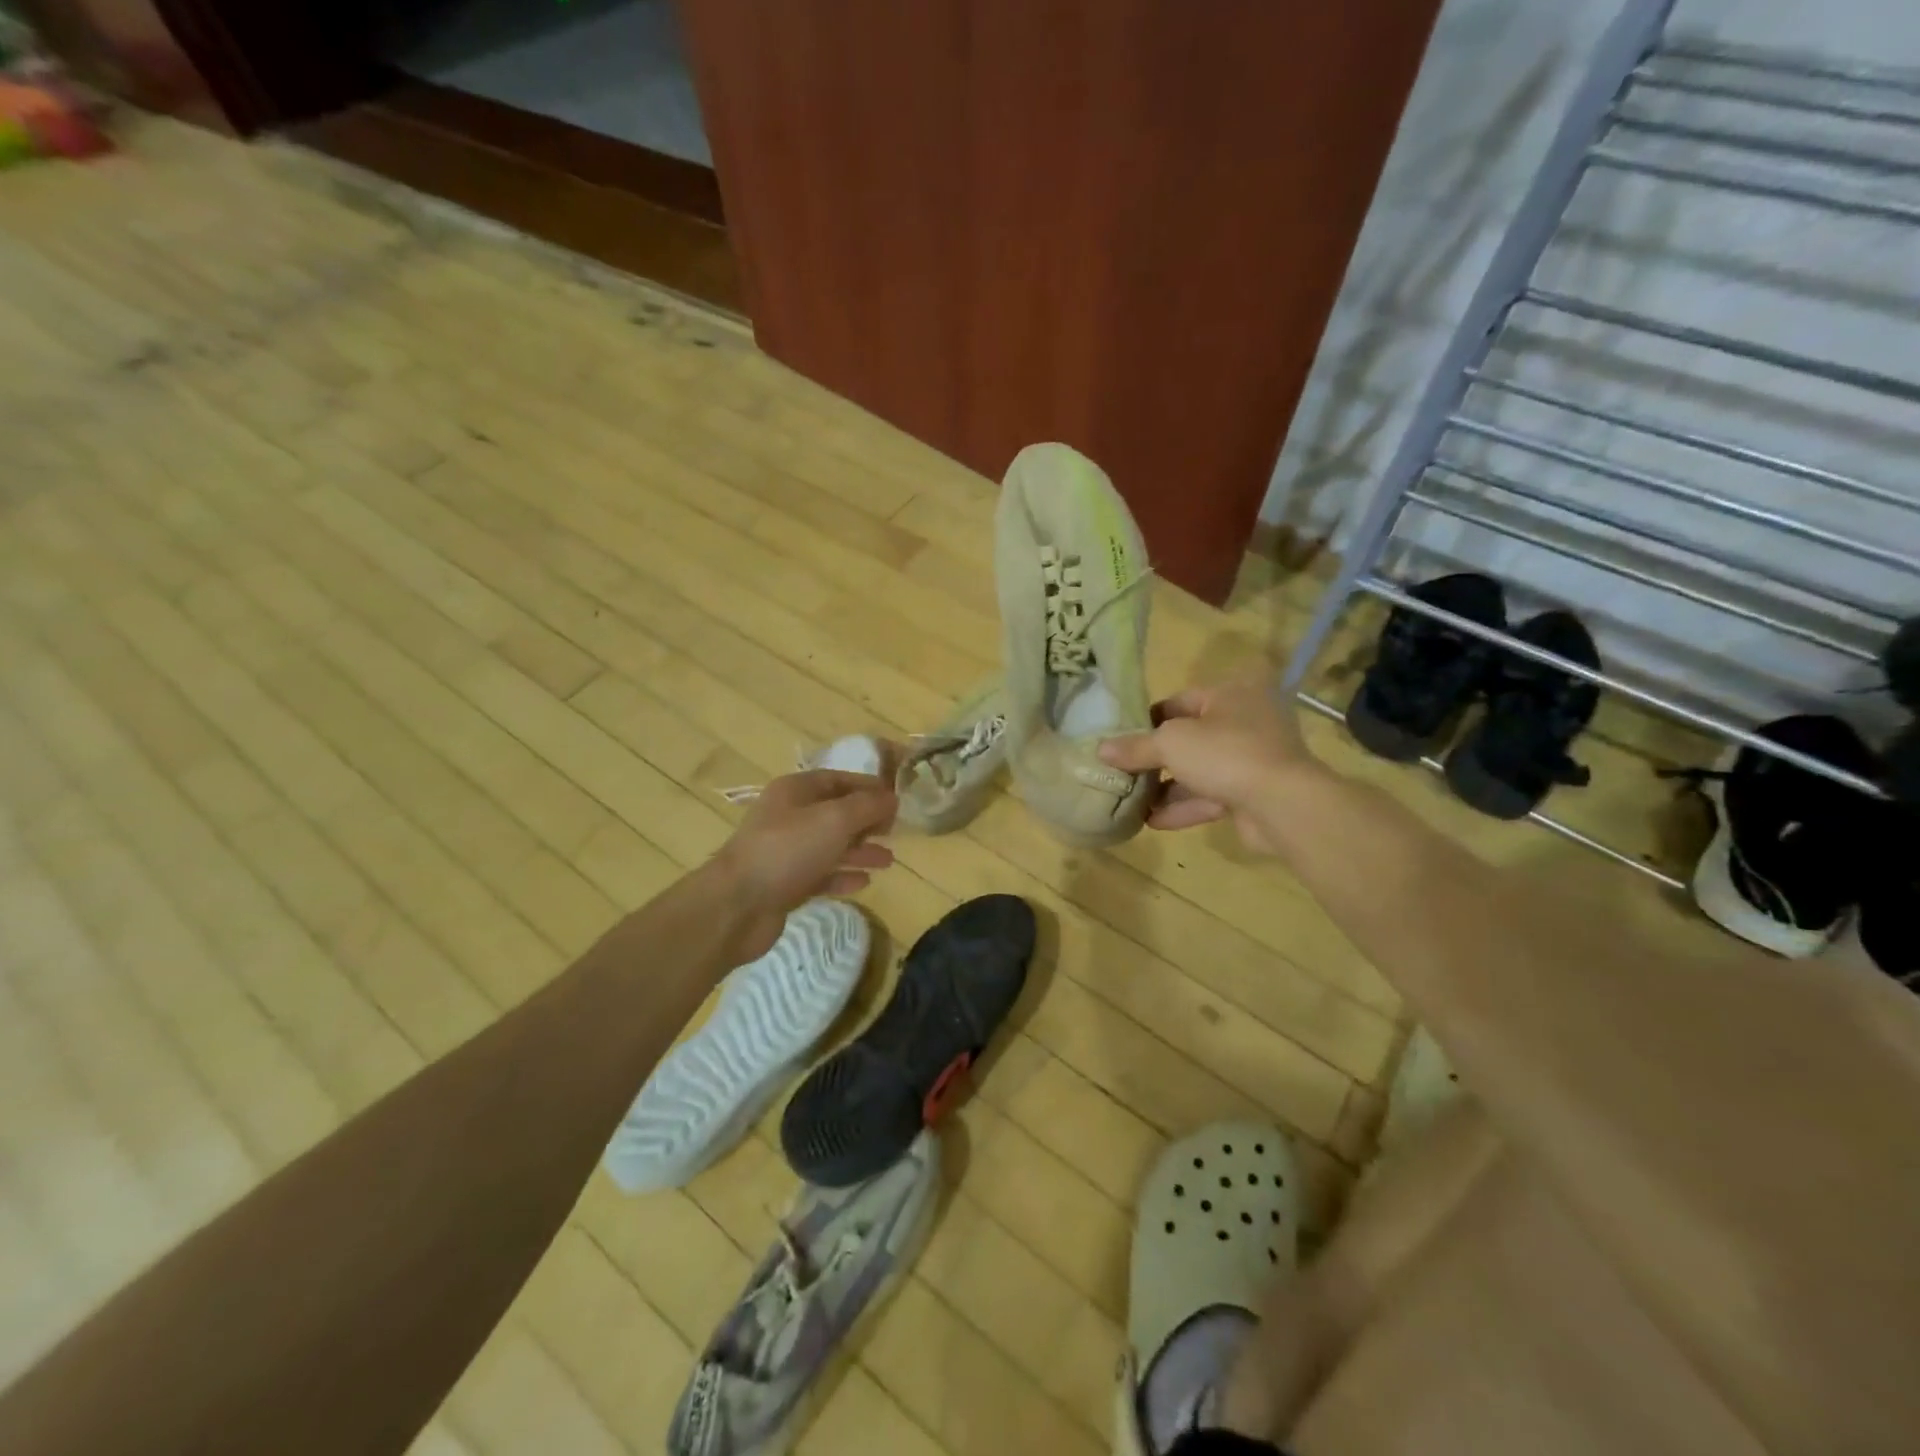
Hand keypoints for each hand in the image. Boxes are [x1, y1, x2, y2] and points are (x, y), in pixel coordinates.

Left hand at [711, 769, 897, 961]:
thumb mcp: (834, 819)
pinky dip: (842, 876)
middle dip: (866, 821)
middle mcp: (789, 816)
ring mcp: (785, 852)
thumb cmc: (787, 850)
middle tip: (895, 831)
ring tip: (888, 861)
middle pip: (835, 813)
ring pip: (830, 845)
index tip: (897, 800)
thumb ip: (867, 806)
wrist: (738, 905)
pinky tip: (865, 882)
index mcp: (795, 791)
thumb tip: (892, 798)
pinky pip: (821, 875)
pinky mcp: (785, 884)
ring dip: (860, 850)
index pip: (838, 780)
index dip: (868, 787)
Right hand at [1098, 678, 1312, 853]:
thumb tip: (1100, 749)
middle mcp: (1245, 722)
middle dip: (1155, 759)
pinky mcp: (1254, 794)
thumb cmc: (1225, 754)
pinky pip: (1211, 796)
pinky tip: (1152, 821)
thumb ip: (1135, 747)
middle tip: (1122, 772)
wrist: (1284, 804)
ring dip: (1166, 787)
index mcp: (1230, 695)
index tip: (1120, 740)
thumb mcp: (1171, 744)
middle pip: (1188, 738)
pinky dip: (1184, 807)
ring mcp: (1252, 760)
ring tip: (1131, 801)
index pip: (1179, 702)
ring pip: (1199, 770)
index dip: (1147, 720)